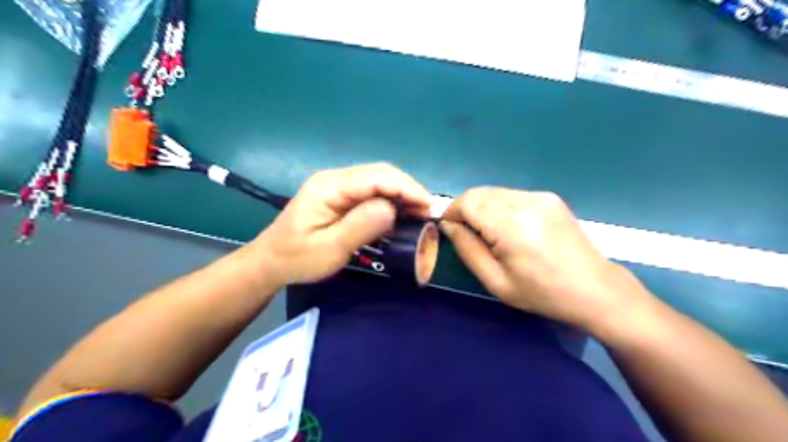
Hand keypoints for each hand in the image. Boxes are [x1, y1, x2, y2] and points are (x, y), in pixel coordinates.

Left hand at [249, 163, 428, 286]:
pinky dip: (390, 199)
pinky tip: (400, 212)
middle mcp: (335, 178)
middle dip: (408, 189)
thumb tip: (393, 209)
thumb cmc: (298, 258)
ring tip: (420, 212)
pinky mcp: (340, 195)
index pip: (376, 177)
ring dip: (401, 194)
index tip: (428, 206)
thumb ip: (360, 226)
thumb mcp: (329, 249)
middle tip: (428, 211)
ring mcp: (337, 185)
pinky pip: (371, 191)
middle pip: (380, 173)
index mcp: (329, 186)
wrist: (271, 261)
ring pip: (378, 180)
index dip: (406, 188)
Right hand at [443, 187, 652, 334]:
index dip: (452, 212)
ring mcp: (541, 196)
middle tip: (466, 233)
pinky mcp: (549, 197)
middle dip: (464, 209)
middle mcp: (527, 203)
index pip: (468, 201)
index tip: (450, 229)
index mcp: (513, 227)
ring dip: (482, 207)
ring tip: (489, 232)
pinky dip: (499, 206)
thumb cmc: (542, 293)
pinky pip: (511, 195)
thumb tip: (448, 225)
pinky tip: (509, 227)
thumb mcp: (496, 282)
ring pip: (494, 191)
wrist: (595, 289)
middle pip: (479, 192)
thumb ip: (468, 249)